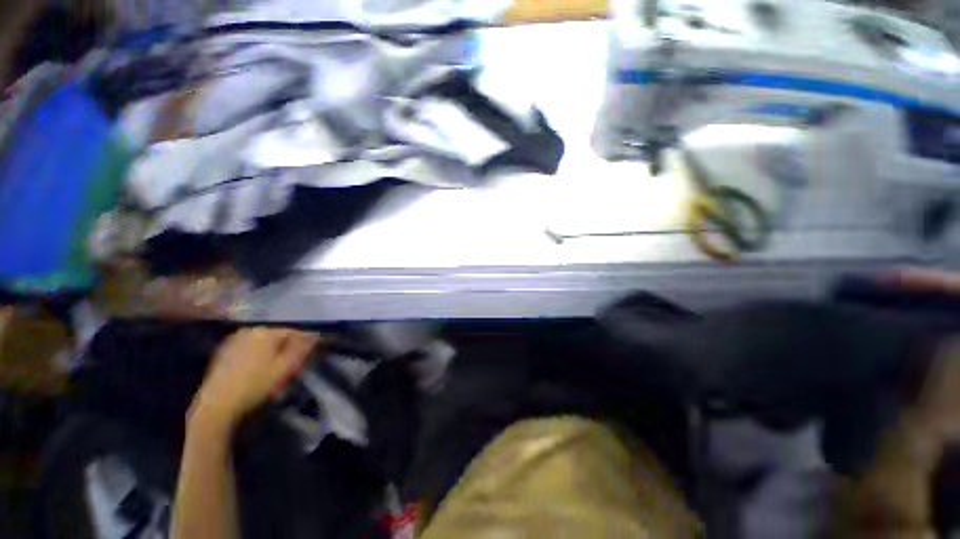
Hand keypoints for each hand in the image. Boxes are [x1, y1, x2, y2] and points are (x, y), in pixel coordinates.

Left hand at [190, 328, 319, 427]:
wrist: (217, 405)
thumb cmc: (255, 386)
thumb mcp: (285, 368)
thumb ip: (301, 348)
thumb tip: (315, 334)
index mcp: (266, 332)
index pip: (293, 331)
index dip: (303, 342)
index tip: (307, 354)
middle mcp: (250, 330)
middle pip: (277, 335)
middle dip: (286, 346)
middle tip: (290, 364)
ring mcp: (234, 339)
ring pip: (262, 341)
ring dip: (271, 350)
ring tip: (274, 367)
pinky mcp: (224, 350)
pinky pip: (249, 346)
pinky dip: (257, 353)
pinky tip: (256, 368)